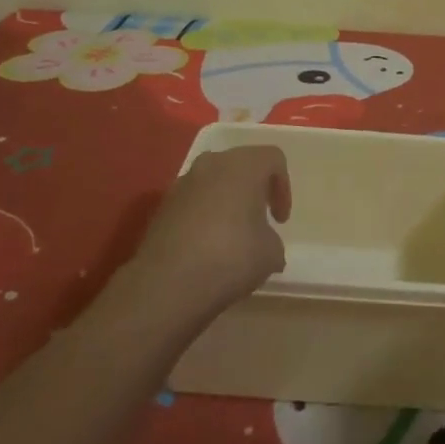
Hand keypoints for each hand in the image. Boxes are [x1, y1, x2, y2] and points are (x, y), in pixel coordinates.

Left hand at [125, 146, 290, 324]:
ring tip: (231, 235)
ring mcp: (182, 183)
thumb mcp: (270, 253)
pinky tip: (206, 248)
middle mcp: (212, 164)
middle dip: (253, 189)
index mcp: (244, 166)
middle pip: (241, 165)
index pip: (273, 159)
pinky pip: (192, 202)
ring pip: (213, 182)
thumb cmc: (230, 258)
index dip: (283, 187)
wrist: (166, 284)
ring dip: (226, 201)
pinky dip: (203, 216)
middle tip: (259, 219)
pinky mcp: (161, 206)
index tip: (279, 221)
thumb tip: (263, 244)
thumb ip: (272, 239)